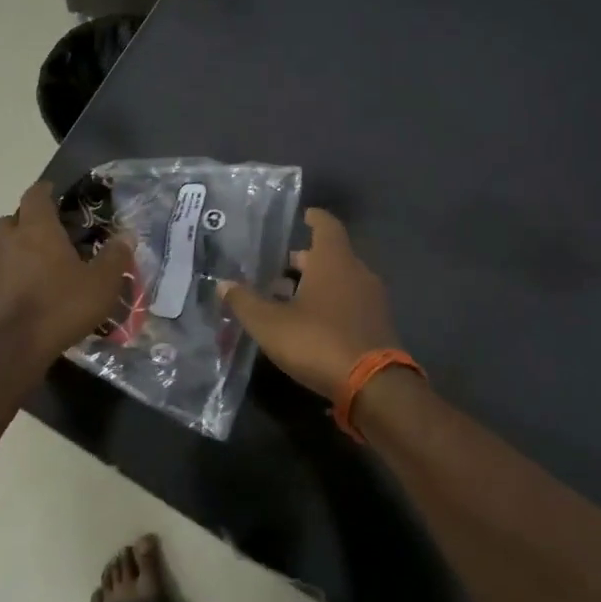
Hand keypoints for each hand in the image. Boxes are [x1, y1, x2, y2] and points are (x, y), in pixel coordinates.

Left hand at [0, 181, 133, 360]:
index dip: (43, 191)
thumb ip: (115, 257)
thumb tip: (126, 236)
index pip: (35, 196)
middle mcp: (7, 243)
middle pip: (8, 221)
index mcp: (37, 230)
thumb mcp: (102, 283)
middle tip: (42, 236)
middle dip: (23, 224)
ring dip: (2, 252)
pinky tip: (3, 296)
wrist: (15, 347)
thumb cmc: (62, 306)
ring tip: (18, 265)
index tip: (52, 192)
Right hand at [218, 208, 403, 400]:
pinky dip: (330, 303)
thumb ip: (245, 302)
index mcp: (334, 261)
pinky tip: (309, 322)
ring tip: (286, 298)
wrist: (374, 386)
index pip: (327, 226)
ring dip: (316, 284)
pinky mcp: (377, 325)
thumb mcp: (270, 324)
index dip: (314, 218)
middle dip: (304, 260)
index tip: (303, 215)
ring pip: (340, 280)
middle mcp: (358, 272)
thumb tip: (223, 284)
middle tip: (276, 268)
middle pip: (330, 256)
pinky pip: (350, 302)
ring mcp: (372, 299)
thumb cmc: (318, 341)